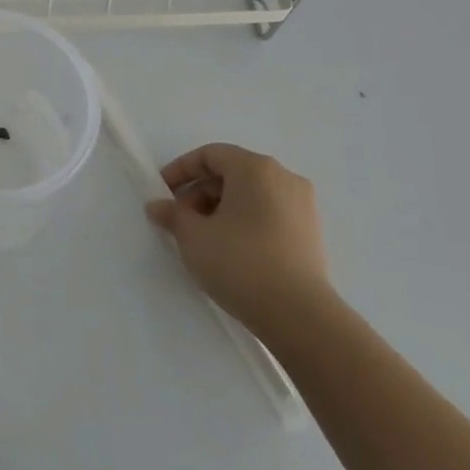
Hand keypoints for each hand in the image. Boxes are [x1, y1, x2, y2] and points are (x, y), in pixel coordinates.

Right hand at [145, 142, 330, 340]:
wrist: (299, 315)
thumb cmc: (239, 262)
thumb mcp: (193, 236)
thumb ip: (172, 214)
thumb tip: (157, 206)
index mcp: (255, 169)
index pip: (211, 155)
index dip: (181, 169)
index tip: (163, 192)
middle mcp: (284, 178)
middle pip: (232, 173)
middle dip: (200, 192)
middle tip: (180, 219)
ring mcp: (303, 206)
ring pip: (251, 194)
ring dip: (221, 208)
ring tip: (203, 237)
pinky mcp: (311, 233)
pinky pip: (269, 213)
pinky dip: (244, 221)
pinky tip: (230, 249)